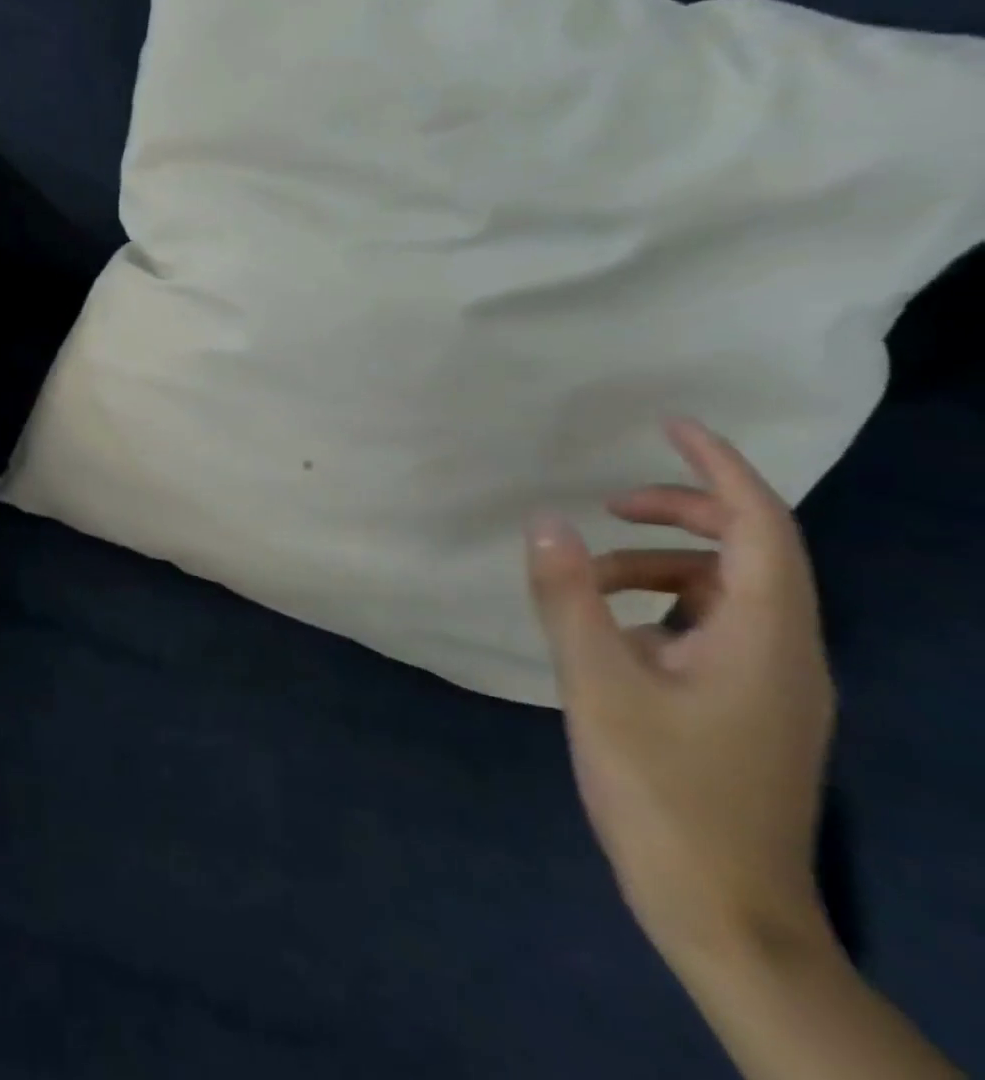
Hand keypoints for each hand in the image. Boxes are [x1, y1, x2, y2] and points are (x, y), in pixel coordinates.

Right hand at [523, 418, 837, 968]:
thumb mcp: (597, 684)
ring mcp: (773, 685)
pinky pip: (715, 628)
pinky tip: (614, 635)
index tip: (671, 425)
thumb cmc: (661, 791)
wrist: (722, 909)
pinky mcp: (751, 709)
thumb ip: (568, 596)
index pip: (759, 527)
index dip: (718, 469)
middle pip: (751, 553)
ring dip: (660, 565)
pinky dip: (664, 606)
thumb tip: (546, 519)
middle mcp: (786, 653)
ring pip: (728, 592)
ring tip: (587, 582)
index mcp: (763, 639)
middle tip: (608, 502)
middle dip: (682, 512)